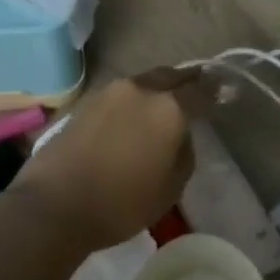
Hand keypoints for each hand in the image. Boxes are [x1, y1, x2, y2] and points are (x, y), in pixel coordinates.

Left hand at [8, 67, 212, 256]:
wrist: (54, 204)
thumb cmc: (121, 203)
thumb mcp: (170, 188)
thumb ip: (184, 153)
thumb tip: (180, 135)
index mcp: (168, 108)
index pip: (200, 91)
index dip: (216, 92)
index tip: (225, 92)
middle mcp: (140, 89)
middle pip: (171, 76)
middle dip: (187, 81)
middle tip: (199, 87)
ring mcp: (109, 92)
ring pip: (144, 82)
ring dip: (158, 89)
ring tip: (166, 103)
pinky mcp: (86, 102)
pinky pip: (121, 95)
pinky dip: (134, 100)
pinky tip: (135, 115)